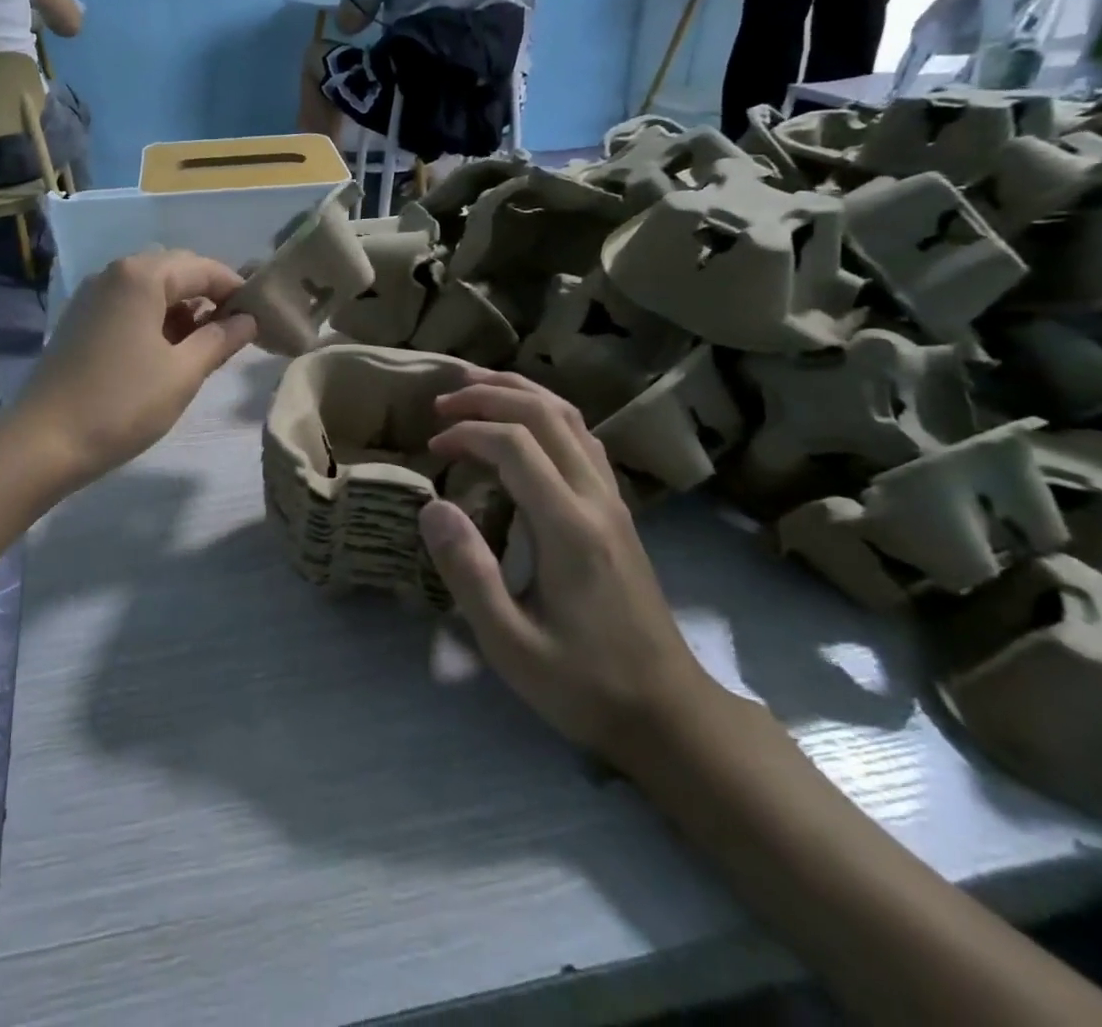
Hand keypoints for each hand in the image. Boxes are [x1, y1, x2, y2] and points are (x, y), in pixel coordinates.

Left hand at [11, 252, 257, 489]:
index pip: (204, 268)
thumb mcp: (183, 373)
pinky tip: (166, 353)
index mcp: (141, 275)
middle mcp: (114, 273)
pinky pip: (129, 306)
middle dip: (209, 298)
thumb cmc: (122, 404)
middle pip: (176, 272)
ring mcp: (92, 296)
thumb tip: (248, 320)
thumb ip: (221, 339)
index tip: (261, 319)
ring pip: (151, 290)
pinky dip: (155, 321)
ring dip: (182, 311)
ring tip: (203, 349)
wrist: (43, 442)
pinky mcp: (81, 320)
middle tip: (235, 335)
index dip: (237, 290)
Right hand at [419, 372, 717, 761]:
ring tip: (475, 388)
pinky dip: (544, 414)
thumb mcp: (510, 644)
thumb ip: (468, 573)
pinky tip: (521, 425)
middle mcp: (597, 499)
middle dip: (489, 395)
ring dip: (520, 393)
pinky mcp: (617, 510)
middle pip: (546, 413)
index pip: (515, 445)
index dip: (467, 433)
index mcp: (570, 527)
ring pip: (570, 418)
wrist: (669, 714)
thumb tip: (432, 506)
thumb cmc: (583, 684)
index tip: (432, 448)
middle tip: (442, 403)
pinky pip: (582, 438)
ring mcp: (613, 501)